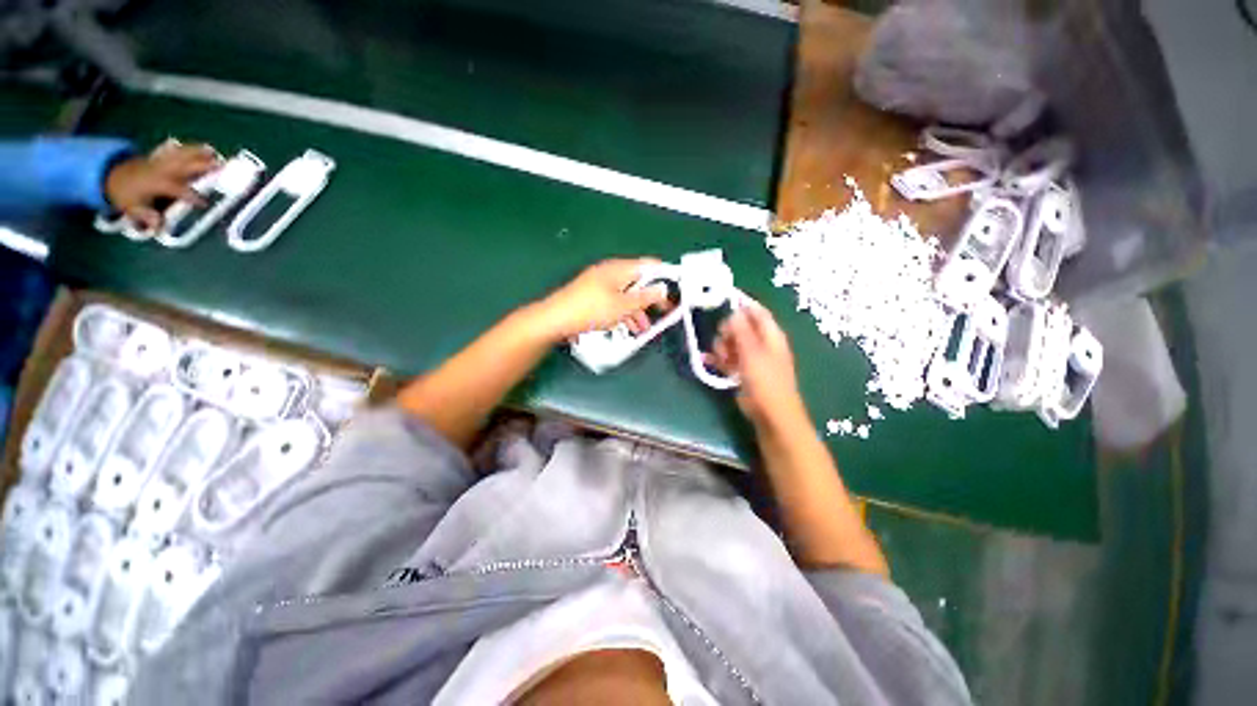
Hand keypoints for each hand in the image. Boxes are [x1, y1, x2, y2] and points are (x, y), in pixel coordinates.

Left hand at [104, 143, 220, 229]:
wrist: (111, 176)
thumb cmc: (125, 195)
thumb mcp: (131, 208)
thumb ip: (145, 216)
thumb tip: (158, 225)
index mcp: (155, 183)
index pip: (177, 189)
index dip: (191, 196)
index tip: (205, 203)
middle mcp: (160, 169)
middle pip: (183, 165)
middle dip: (201, 165)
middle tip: (221, 167)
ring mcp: (160, 161)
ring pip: (181, 154)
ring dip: (199, 153)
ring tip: (215, 153)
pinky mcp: (161, 156)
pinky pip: (176, 150)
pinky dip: (189, 148)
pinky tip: (203, 147)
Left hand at [534, 258, 670, 340]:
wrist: (555, 320)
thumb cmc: (591, 310)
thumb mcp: (623, 306)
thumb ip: (645, 297)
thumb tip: (663, 289)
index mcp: (619, 269)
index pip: (649, 266)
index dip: (665, 277)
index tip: (676, 291)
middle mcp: (610, 273)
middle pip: (638, 282)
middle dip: (651, 298)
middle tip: (665, 312)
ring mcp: (600, 285)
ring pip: (626, 295)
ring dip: (638, 310)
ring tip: (644, 328)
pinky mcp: (592, 297)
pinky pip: (614, 302)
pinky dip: (624, 313)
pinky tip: (628, 327)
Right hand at [709, 301, 807, 428]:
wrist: (770, 414)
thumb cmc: (765, 381)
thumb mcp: (752, 353)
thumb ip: (742, 331)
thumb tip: (734, 311)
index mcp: (771, 335)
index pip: (757, 312)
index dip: (741, 306)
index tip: (722, 303)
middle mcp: (761, 343)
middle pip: (740, 327)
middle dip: (727, 332)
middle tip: (724, 342)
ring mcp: (751, 358)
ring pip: (731, 343)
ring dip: (722, 347)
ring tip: (722, 359)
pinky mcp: (741, 371)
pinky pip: (727, 358)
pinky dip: (718, 359)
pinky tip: (707, 360)